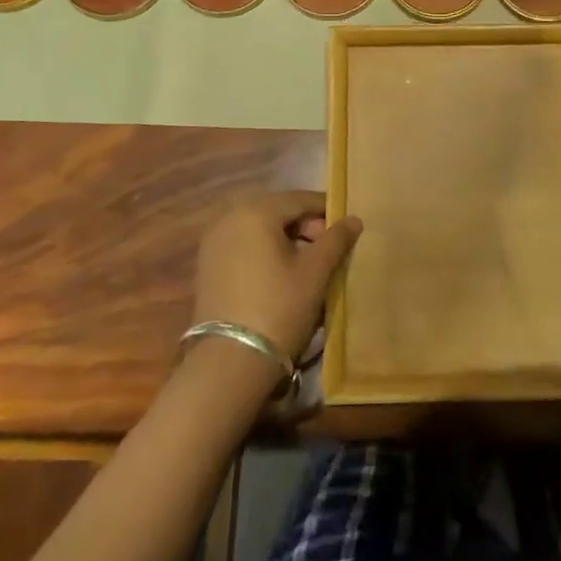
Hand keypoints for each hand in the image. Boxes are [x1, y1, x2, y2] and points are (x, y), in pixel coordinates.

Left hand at [191, 191, 363, 361]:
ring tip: (309, 264)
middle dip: (306, 226)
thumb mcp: (315, 272)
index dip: (326, 210)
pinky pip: (243, 246)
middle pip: (277, 211)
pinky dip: (265, 252)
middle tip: (329, 249)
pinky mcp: (206, 266)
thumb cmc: (279, 307)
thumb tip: (353, 219)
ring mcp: (213, 243)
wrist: (230, 361)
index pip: (299, 199)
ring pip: (259, 229)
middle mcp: (229, 218)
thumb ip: (335, 239)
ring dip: (285, 239)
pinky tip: (281, 275)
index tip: (347, 227)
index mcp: (255, 211)